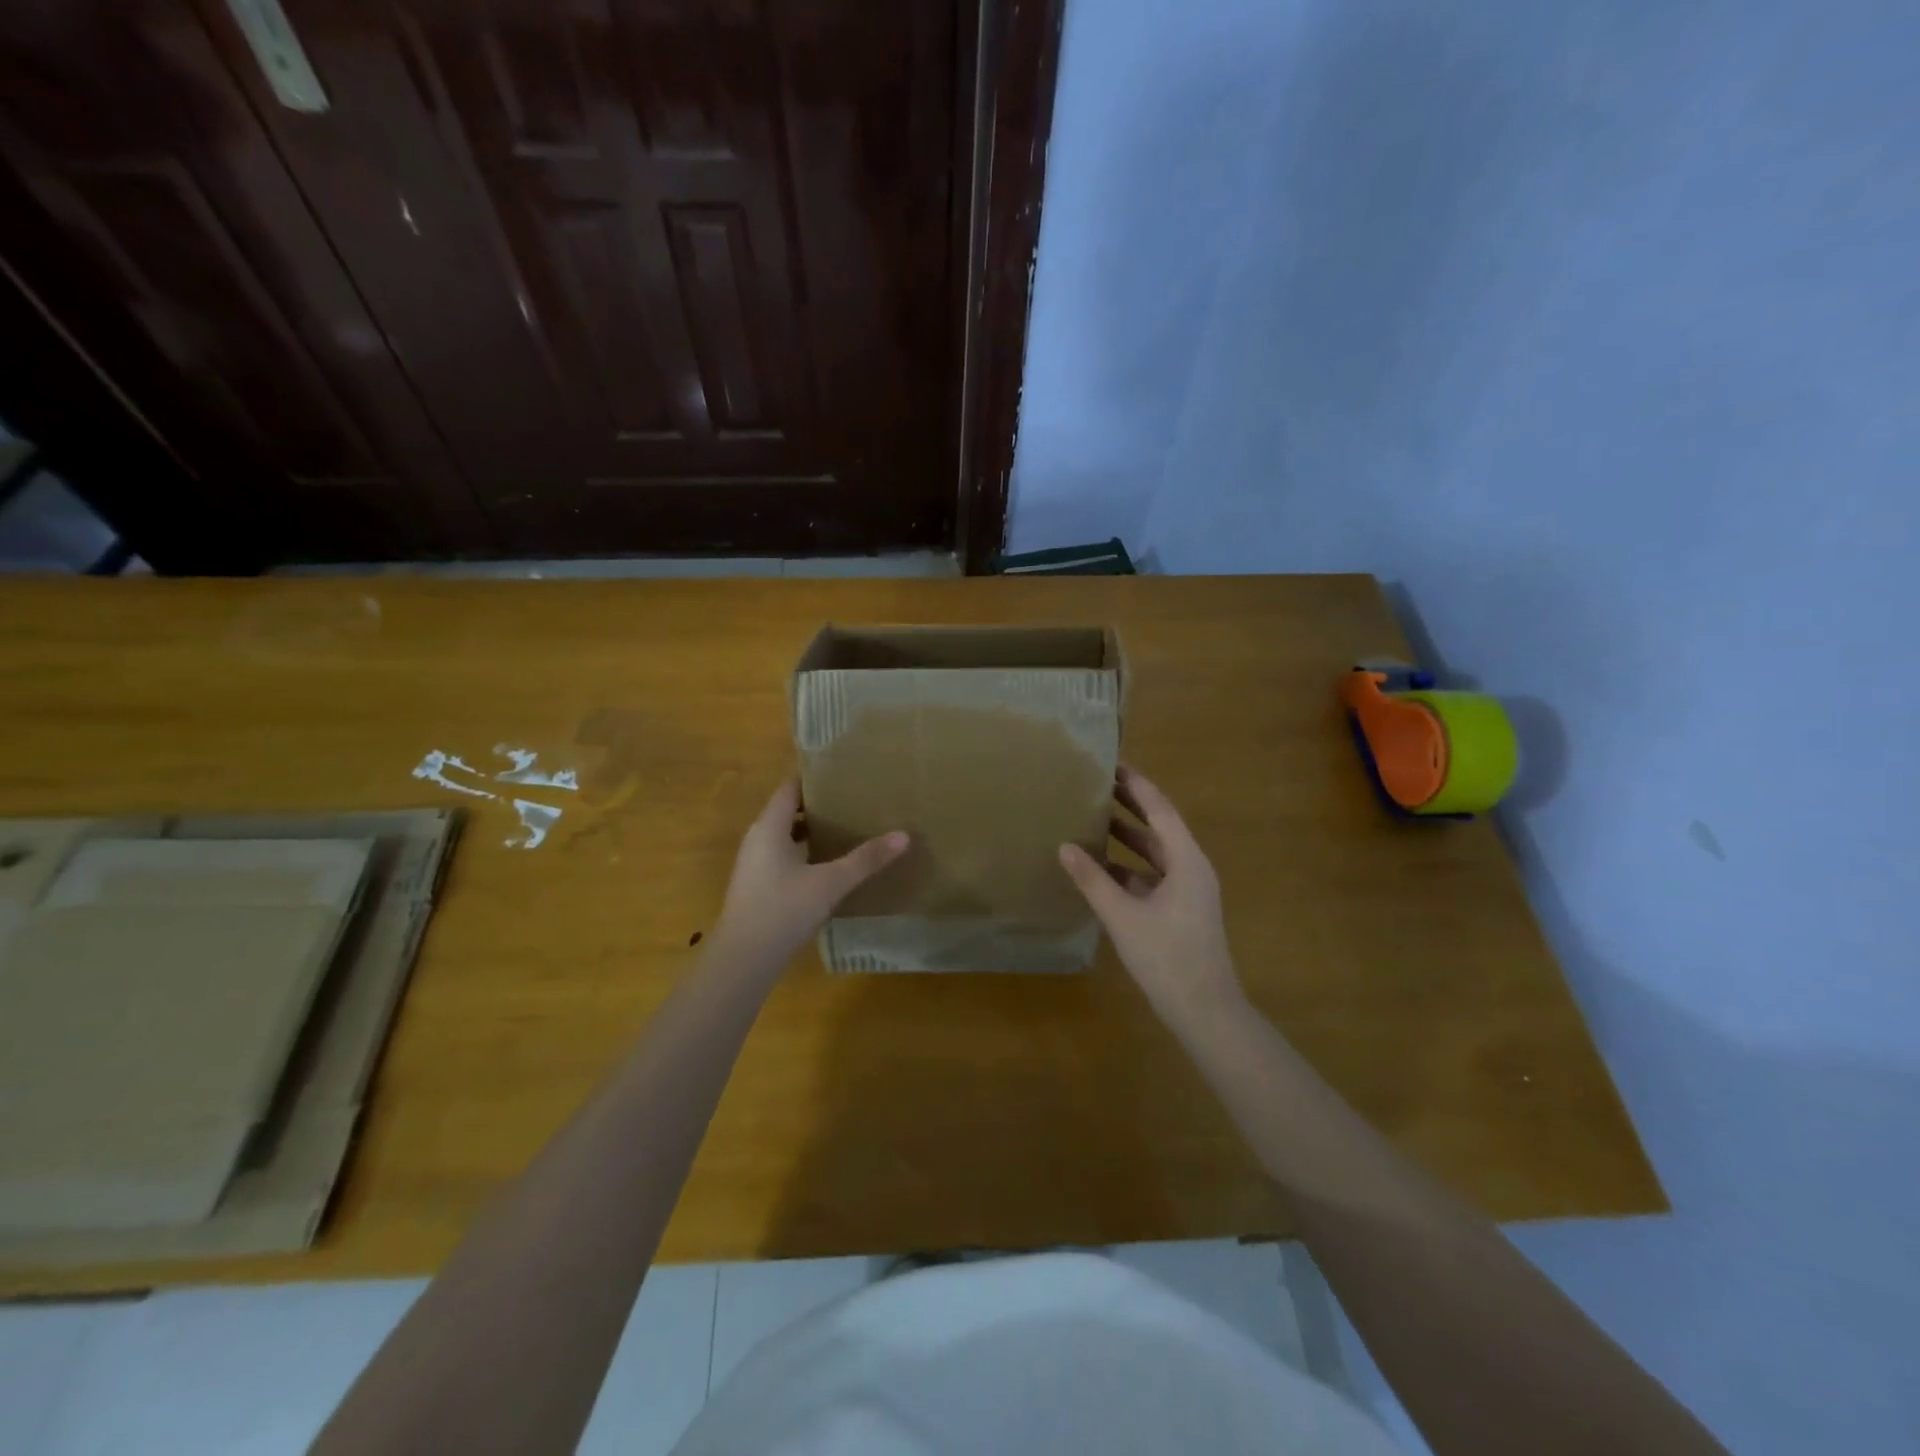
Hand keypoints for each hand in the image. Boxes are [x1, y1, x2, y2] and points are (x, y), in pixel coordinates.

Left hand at [711, 779, 908, 971]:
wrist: (744, 959)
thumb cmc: (784, 910)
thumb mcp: (831, 883)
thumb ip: (866, 859)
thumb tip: (904, 836)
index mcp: (769, 827)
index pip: (789, 788)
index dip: (813, 778)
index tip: (842, 773)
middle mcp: (758, 839)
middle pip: (787, 811)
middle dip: (818, 805)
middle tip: (852, 800)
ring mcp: (755, 864)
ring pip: (785, 836)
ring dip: (812, 831)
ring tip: (847, 828)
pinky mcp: (758, 886)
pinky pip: (783, 857)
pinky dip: (805, 853)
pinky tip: (829, 865)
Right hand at [1059, 766, 1244, 1023]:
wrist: (1205, 1011)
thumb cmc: (1168, 957)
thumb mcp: (1123, 916)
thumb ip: (1092, 880)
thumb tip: (1064, 846)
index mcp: (1187, 860)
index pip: (1160, 809)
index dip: (1136, 785)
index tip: (1112, 763)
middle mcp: (1190, 868)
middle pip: (1158, 826)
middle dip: (1129, 804)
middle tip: (1097, 782)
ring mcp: (1186, 891)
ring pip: (1153, 853)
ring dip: (1126, 836)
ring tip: (1092, 817)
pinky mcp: (1178, 910)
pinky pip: (1150, 876)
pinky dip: (1126, 867)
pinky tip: (1098, 867)